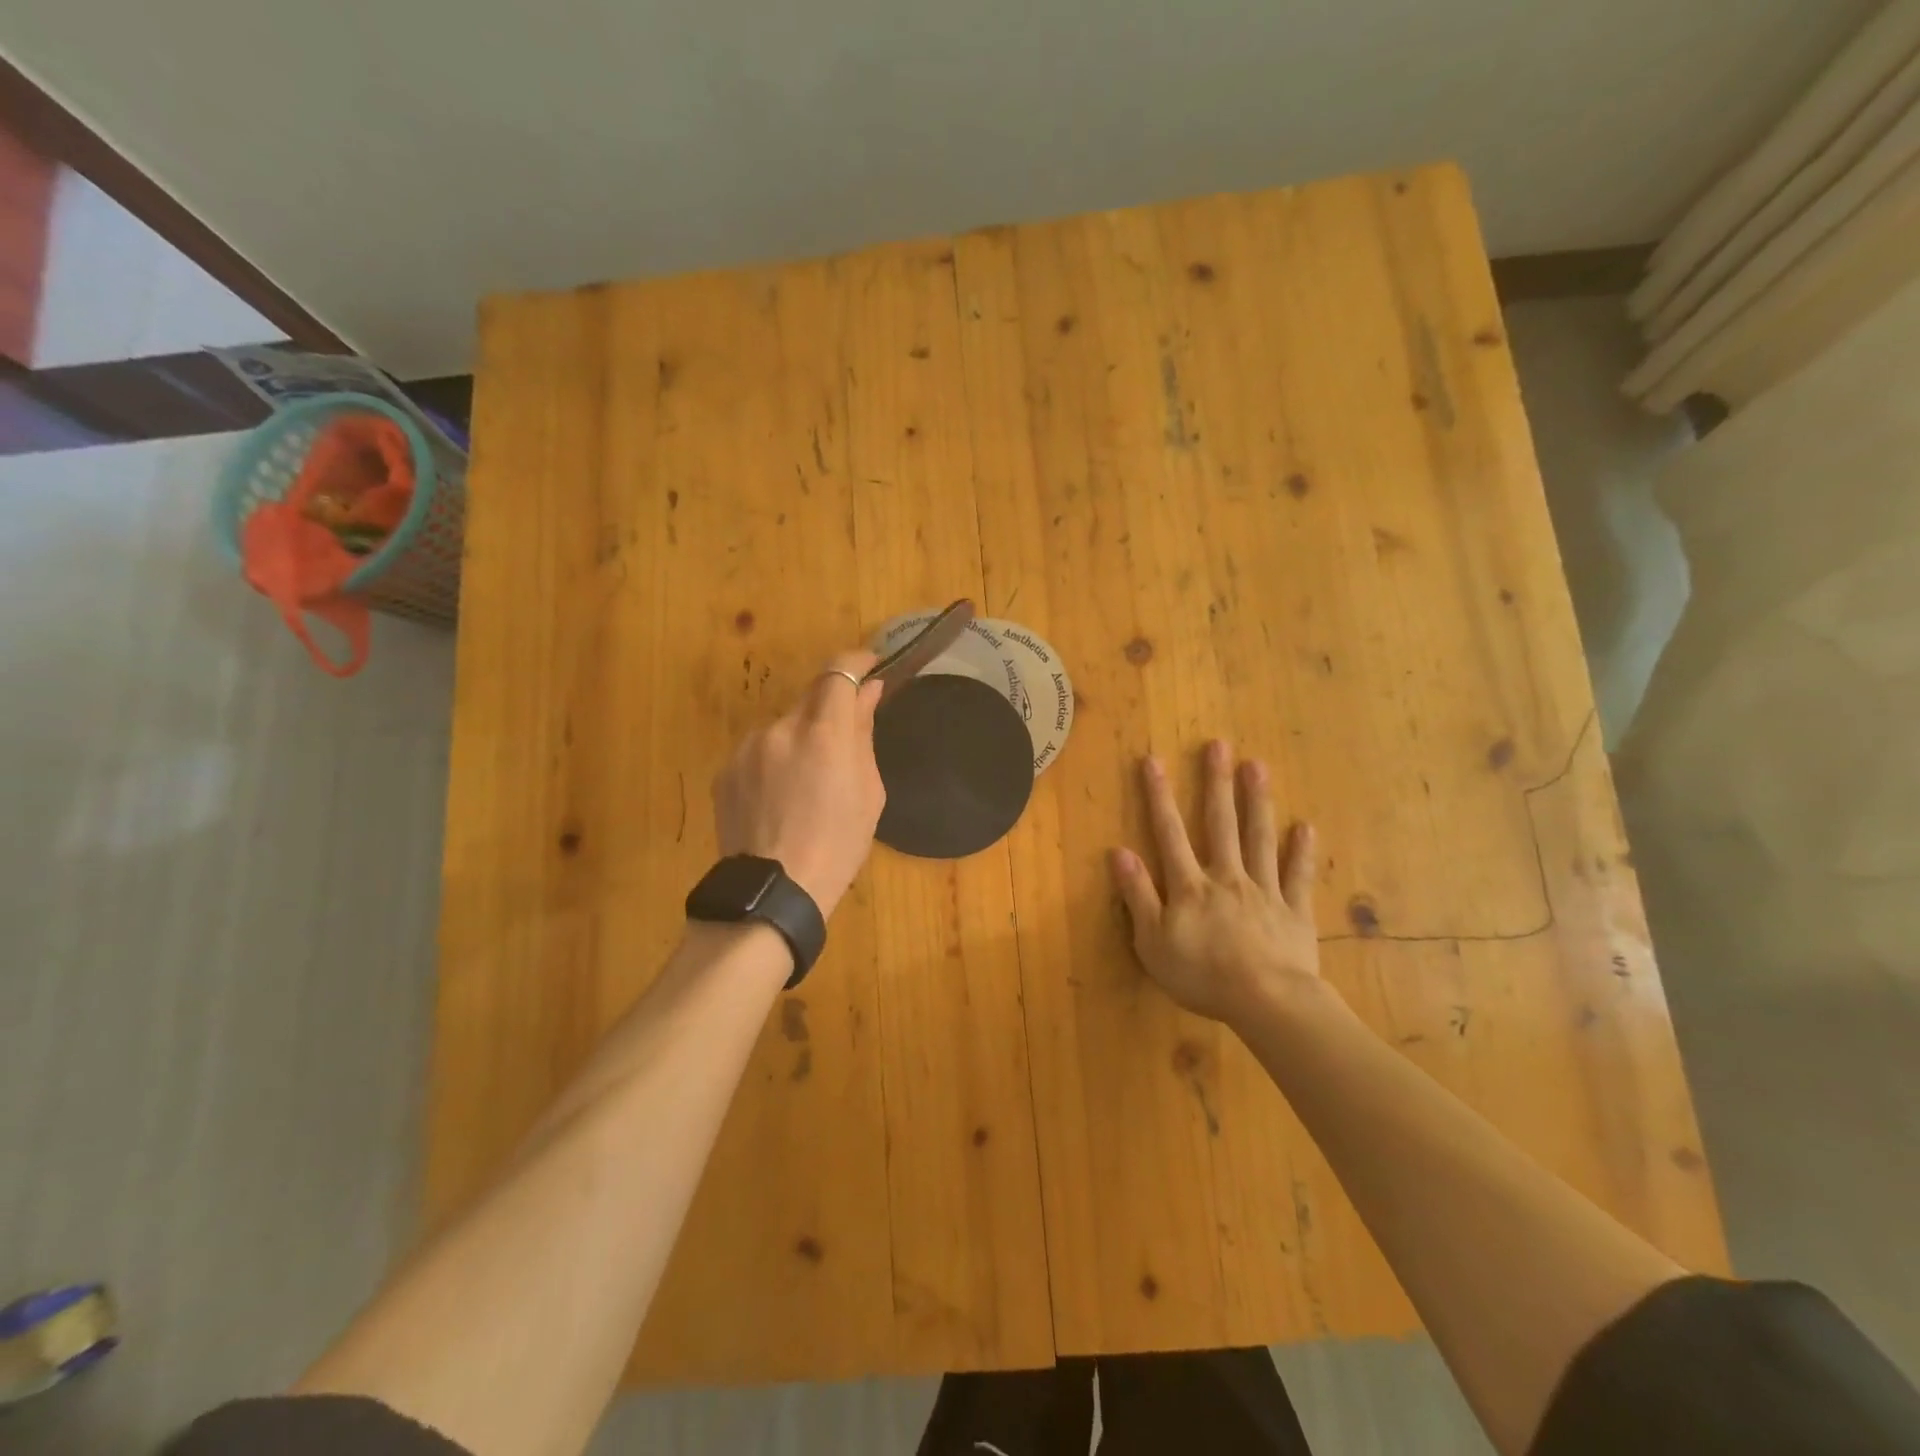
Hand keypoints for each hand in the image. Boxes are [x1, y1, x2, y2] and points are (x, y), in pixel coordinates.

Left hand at [713, 650, 886, 917]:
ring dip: (800, 740)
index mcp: (823, 734)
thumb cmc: (838, 846)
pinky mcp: (725, 770)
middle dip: (830, 710)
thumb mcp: (868, 792)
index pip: (838, 673)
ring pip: (783, 727)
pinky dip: (774, 761)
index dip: (856, 661)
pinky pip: (759, 752)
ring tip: (807, 786)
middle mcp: (780, 729)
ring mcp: (746, 749)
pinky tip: (780, 799)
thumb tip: (868, 693)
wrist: (773, 892)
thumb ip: (863, 734)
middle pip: (810, 698)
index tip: (870, 665)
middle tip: (843, 742)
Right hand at [1109, 739, 1323, 1029]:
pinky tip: (1305, 827)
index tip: (1154, 761)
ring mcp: (1264, 891)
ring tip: (1257, 766)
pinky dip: (1301, 852)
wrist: (1266, 1002)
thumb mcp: (1152, 942)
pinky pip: (1297, 876)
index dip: (1159, 796)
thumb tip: (1119, 852)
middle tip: (1219, 746)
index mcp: (1190, 886)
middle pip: (1220, 824)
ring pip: (1260, 839)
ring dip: (1257, 802)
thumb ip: (1138, 895)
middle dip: (1216, 784)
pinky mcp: (1294, 912)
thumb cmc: (1202, 975)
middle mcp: (1227, 877)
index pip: (1170, 833)